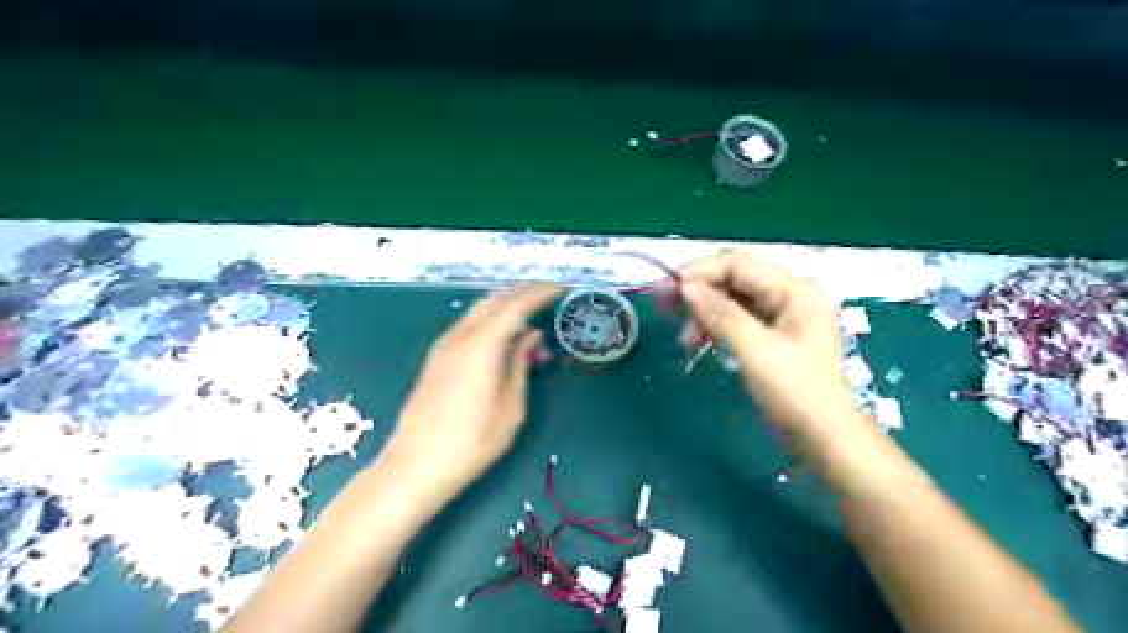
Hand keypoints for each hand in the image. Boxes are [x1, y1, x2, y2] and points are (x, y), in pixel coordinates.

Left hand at [382, 281, 563, 502]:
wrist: (416, 465)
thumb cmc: (472, 442)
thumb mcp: (511, 406)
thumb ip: (520, 364)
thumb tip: (530, 336)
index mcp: (481, 345)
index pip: (515, 306)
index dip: (539, 294)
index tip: (560, 289)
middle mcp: (459, 337)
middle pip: (493, 300)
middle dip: (522, 292)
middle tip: (547, 295)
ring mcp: (443, 346)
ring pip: (478, 311)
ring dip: (505, 306)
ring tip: (530, 315)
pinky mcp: (436, 359)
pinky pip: (468, 326)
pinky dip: (490, 321)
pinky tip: (503, 337)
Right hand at [678, 249, 866, 438]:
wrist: (824, 438)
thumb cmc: (795, 392)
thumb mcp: (755, 350)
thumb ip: (720, 313)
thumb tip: (686, 287)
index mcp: (796, 289)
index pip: (739, 265)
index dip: (700, 272)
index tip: (666, 289)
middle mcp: (791, 293)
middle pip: (736, 279)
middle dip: (700, 292)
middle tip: (664, 307)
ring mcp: (785, 314)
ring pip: (734, 299)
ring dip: (705, 313)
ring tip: (685, 340)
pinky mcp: (776, 334)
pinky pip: (740, 318)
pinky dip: (717, 326)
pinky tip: (699, 341)